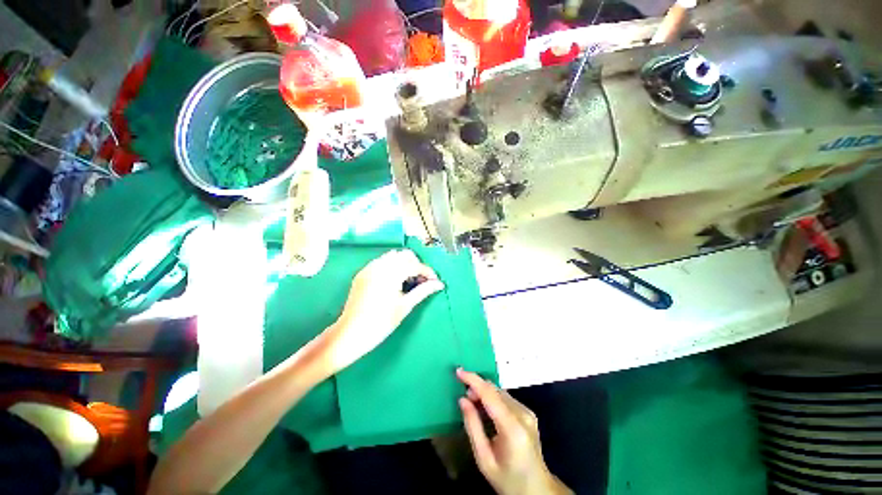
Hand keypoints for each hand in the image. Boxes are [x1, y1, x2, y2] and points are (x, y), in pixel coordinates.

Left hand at [323, 249, 444, 373]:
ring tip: (409, 281)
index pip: (415, 265)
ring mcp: (369, 268)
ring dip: (404, 264)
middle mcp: (379, 265)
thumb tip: (439, 284)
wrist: (350, 334)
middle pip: (404, 255)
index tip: (435, 281)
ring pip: (392, 256)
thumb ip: (423, 291)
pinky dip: (392, 266)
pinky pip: (381, 262)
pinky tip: (394, 281)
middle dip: (416, 265)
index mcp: (390, 273)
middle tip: (421, 281)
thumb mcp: (405, 306)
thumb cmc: (381, 323)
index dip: (427, 272)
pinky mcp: (362, 273)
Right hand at [457, 369, 571, 494]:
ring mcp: (528, 412)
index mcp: (512, 428)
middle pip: (495, 390)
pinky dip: (493, 398)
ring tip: (473, 404)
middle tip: (464, 398)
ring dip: (485, 393)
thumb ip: (472, 427)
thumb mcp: (484, 459)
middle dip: (477, 388)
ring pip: (500, 392)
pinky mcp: (529, 413)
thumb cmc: (507, 479)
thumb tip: (462, 400)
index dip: (473, 380)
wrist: (537, 489)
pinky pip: (506, 398)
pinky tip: (486, 409)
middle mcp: (523, 415)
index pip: (490, 394)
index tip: (459, 371)